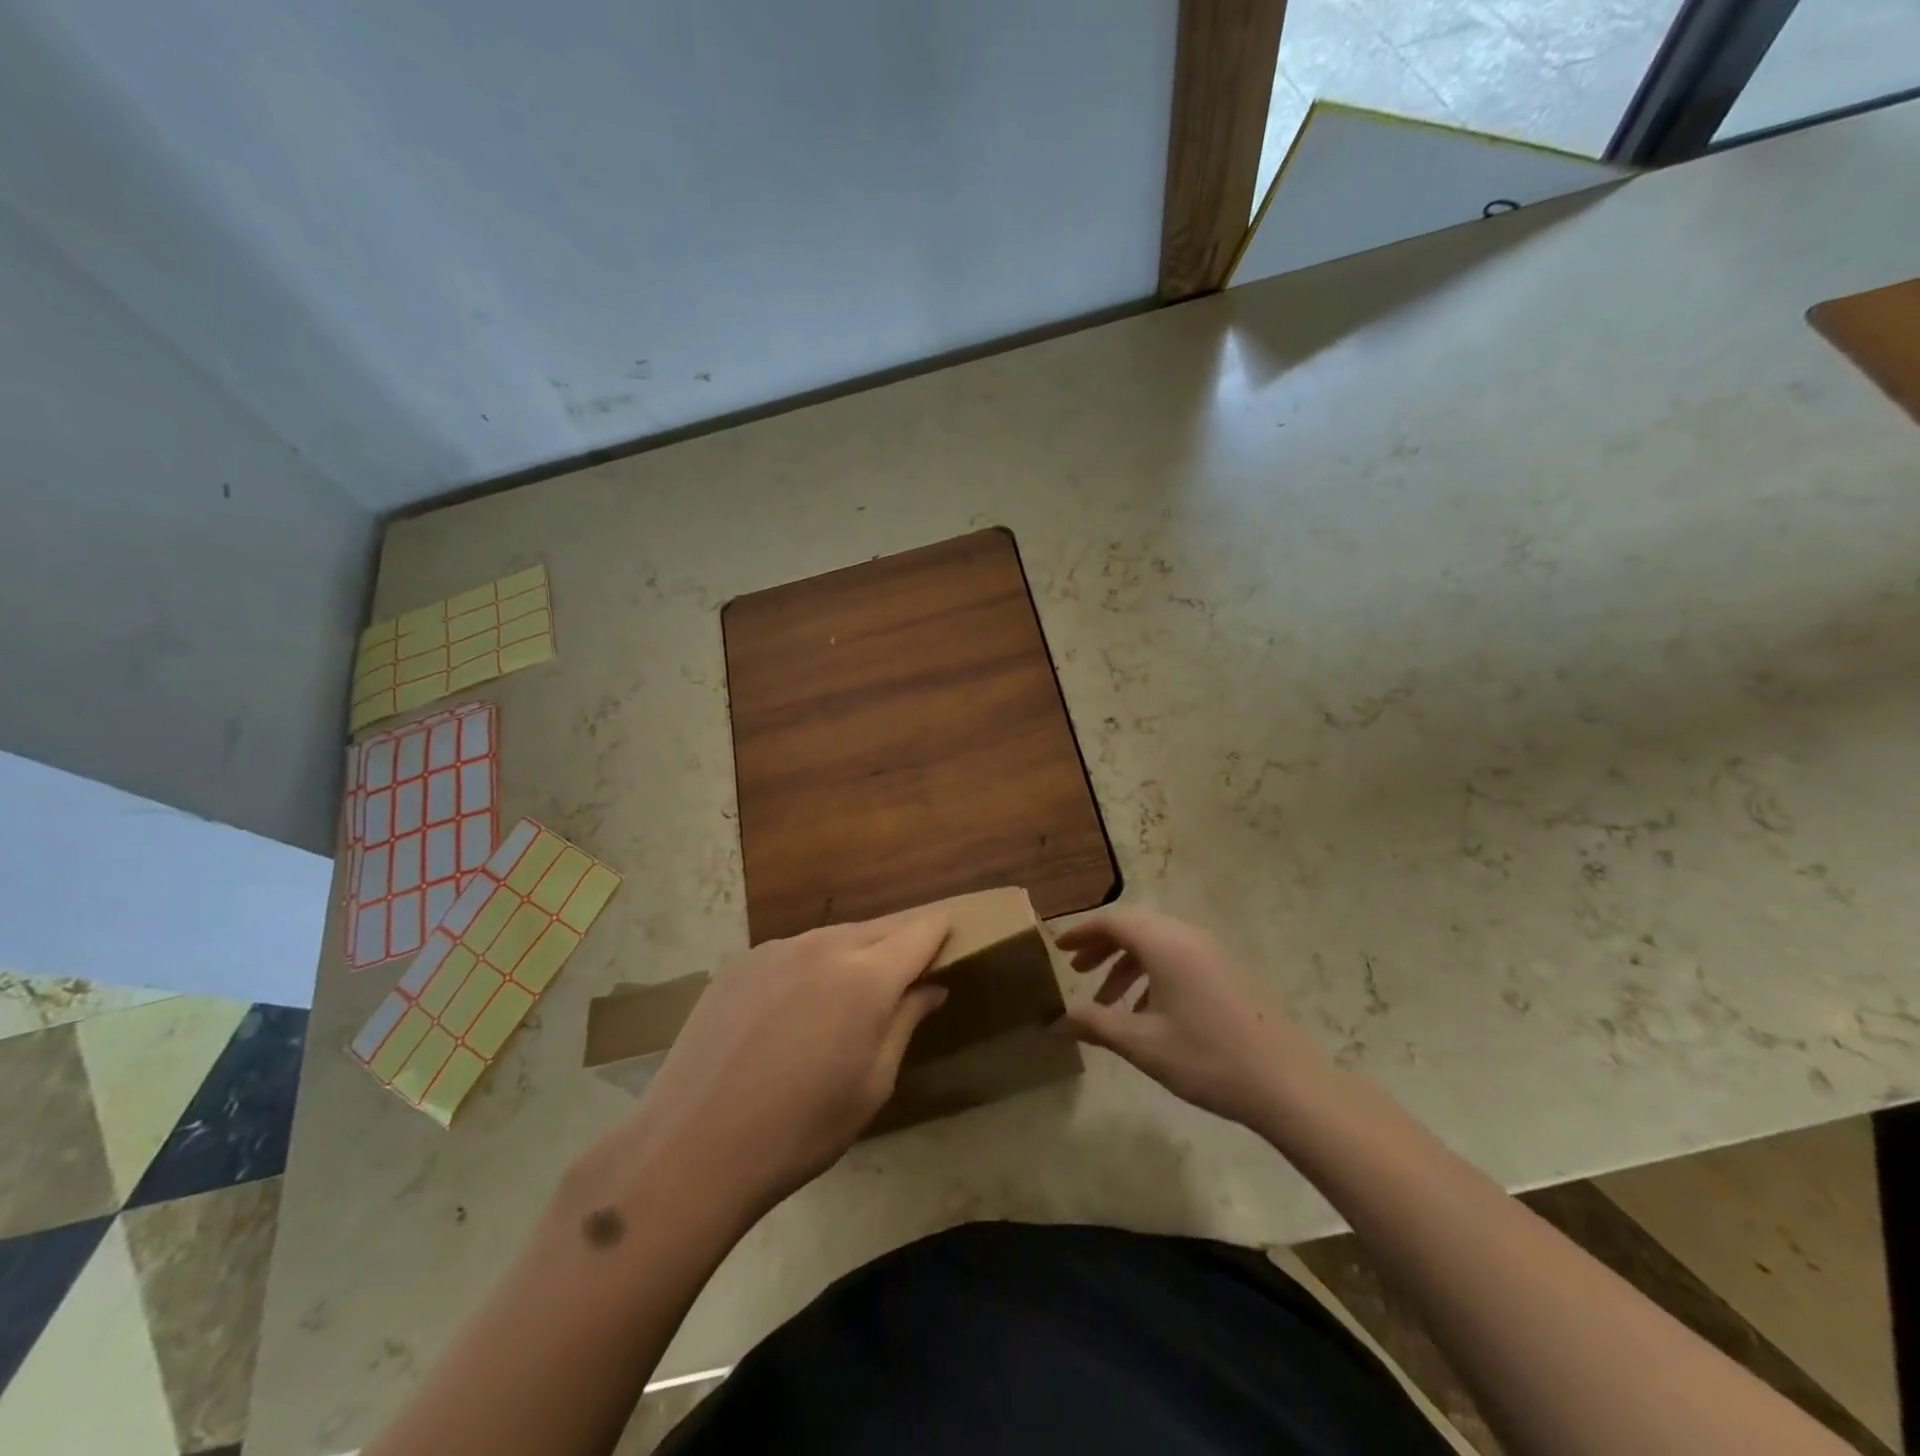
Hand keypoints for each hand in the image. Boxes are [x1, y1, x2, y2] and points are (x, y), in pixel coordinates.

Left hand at [607, 913, 950, 1219]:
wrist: (693, 1147)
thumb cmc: (800, 1130)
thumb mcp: (872, 1085)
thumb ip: (906, 1022)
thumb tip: (931, 987)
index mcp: (867, 977)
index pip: (920, 931)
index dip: (941, 932)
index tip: (952, 940)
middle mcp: (824, 946)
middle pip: (879, 927)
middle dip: (902, 941)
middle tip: (910, 970)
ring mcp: (777, 949)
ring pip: (835, 936)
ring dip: (856, 953)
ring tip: (853, 991)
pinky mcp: (741, 962)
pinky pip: (794, 951)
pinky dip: (812, 964)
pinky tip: (797, 1005)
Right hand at [1057, 909, 1327, 1131]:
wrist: (1286, 1083)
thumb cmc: (1207, 1058)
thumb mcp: (1142, 1044)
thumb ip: (1095, 1025)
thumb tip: (1056, 1020)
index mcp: (1165, 944)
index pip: (1113, 921)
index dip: (1082, 932)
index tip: (1058, 948)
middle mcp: (1188, 936)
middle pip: (1135, 927)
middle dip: (1102, 946)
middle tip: (1077, 971)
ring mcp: (1212, 952)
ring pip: (1157, 943)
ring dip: (1127, 963)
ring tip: (1106, 1000)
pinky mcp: (1227, 971)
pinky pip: (1178, 957)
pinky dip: (1152, 973)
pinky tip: (1146, 1012)